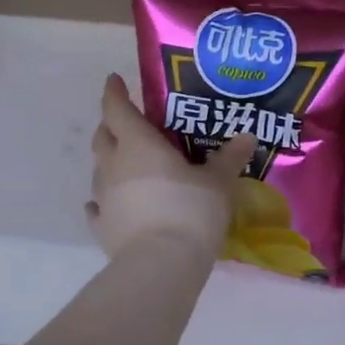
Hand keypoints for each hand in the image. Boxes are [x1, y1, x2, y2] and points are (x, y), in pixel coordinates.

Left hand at [87, 73, 257, 262]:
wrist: (161, 265)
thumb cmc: (190, 210)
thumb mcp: (218, 182)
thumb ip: (229, 157)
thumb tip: (246, 136)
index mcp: (138, 144)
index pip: (117, 108)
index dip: (114, 92)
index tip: (114, 80)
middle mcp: (113, 165)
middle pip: (103, 136)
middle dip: (112, 125)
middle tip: (128, 122)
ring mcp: (103, 197)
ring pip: (99, 169)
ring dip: (110, 162)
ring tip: (128, 164)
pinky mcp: (101, 227)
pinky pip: (98, 207)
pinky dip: (104, 201)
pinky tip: (111, 204)